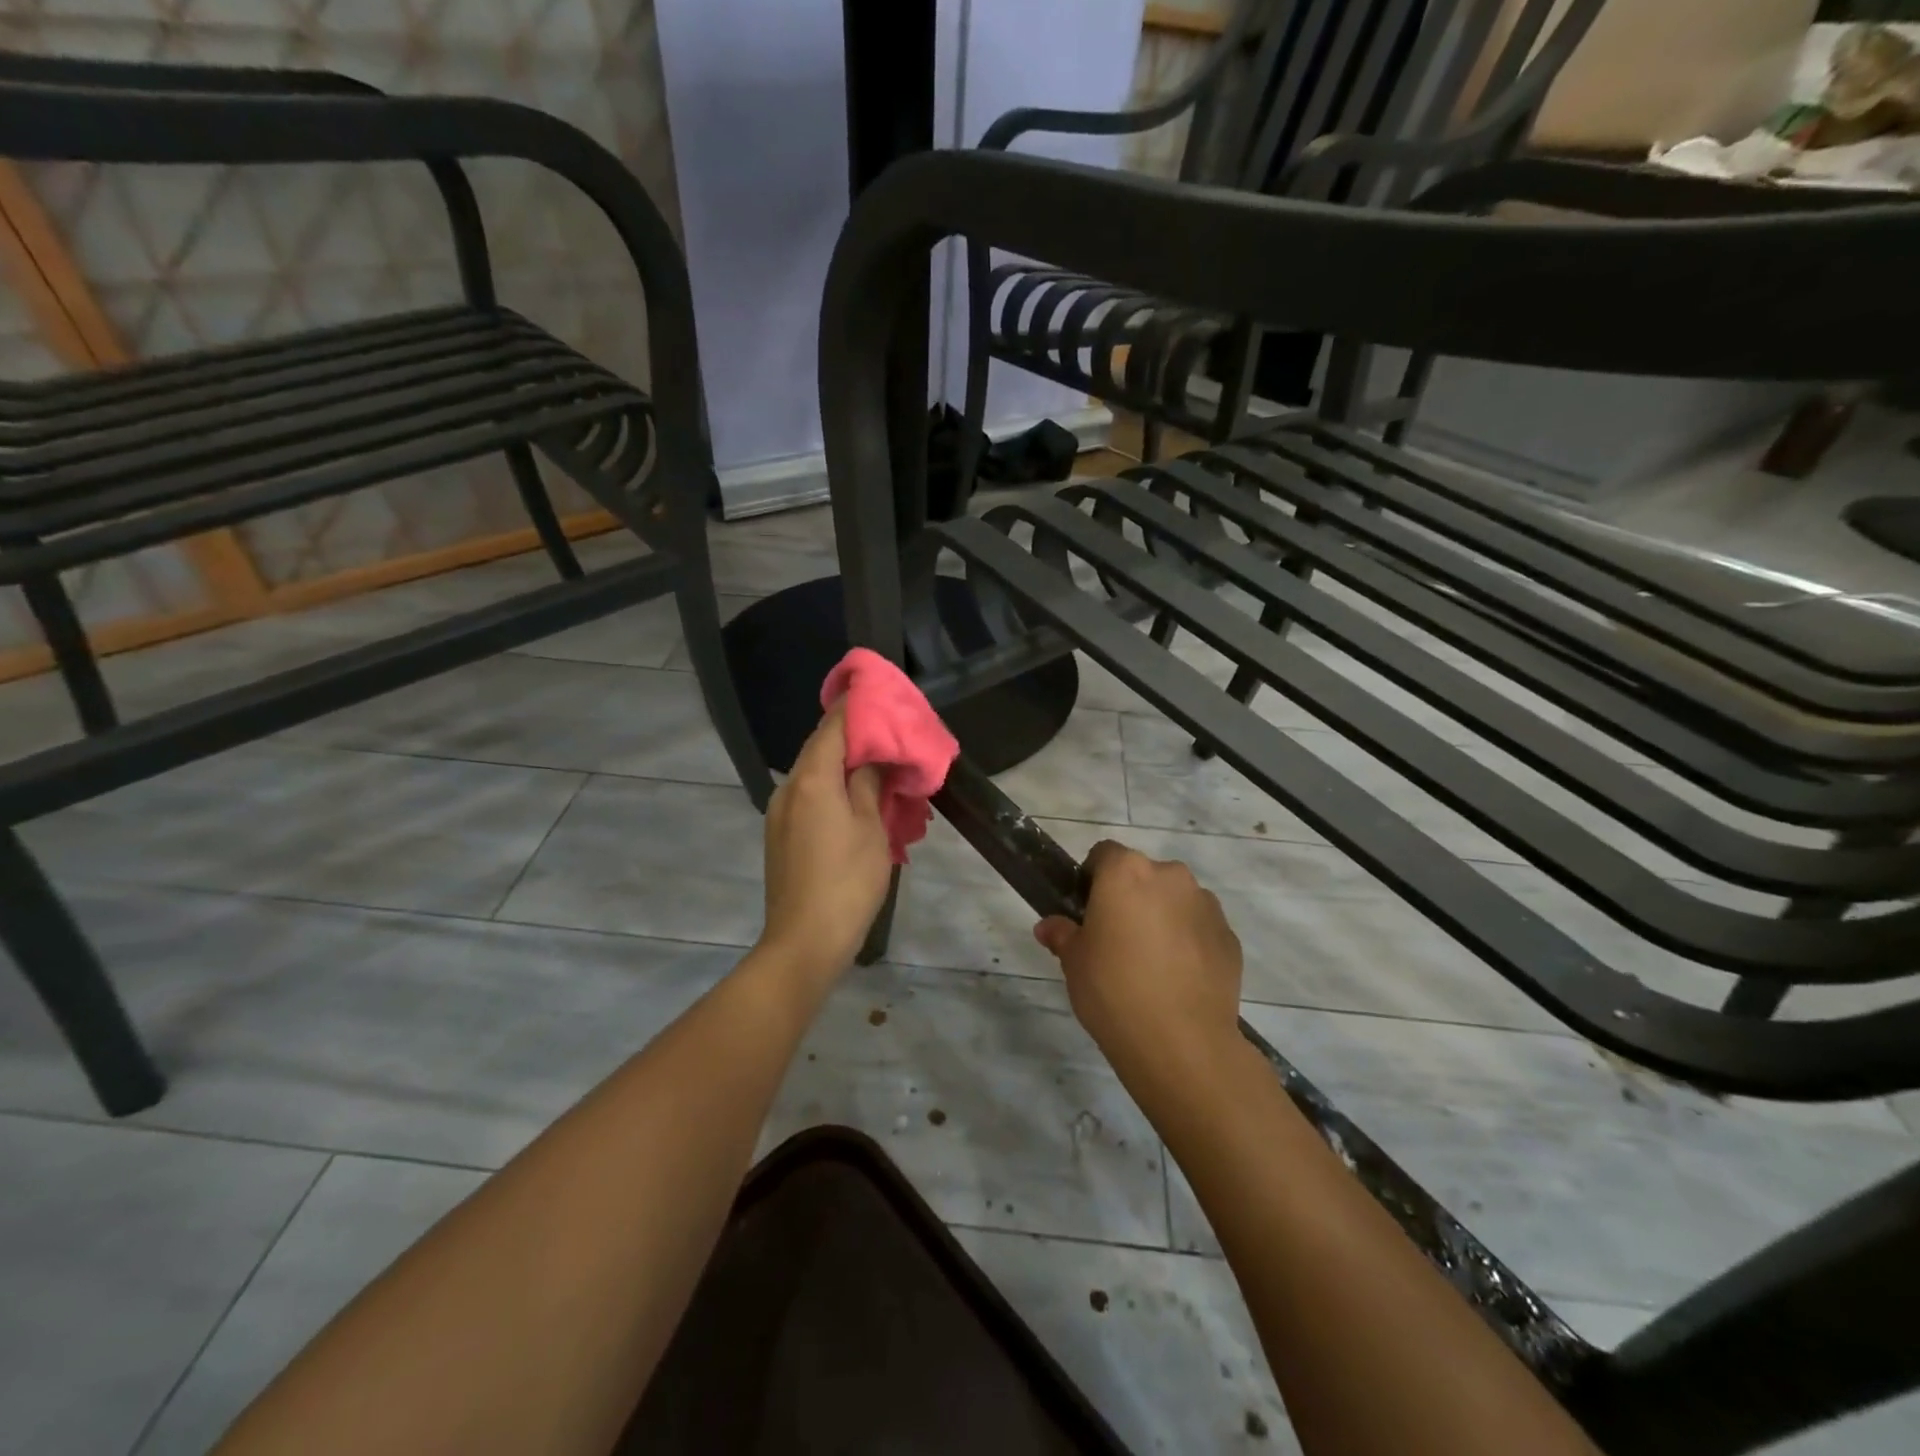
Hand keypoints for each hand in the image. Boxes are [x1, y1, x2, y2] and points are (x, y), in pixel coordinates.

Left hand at [758, 704, 893, 982]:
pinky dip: (832, 789)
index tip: (875, 693)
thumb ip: (870, 784)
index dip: (853, 707)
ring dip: (843, 765)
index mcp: (812, 780)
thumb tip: (870, 758)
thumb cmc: (847, 881)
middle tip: (885, 732)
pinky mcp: (780, 836)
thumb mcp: (871, 829)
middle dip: (851, 737)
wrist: (804, 941)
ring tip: (876, 767)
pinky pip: (808, 797)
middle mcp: (788, 789)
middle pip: (819, 748)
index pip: (831, 727)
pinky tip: (856, 800)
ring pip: (813, 775)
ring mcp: (779, 813)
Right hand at [1034, 841, 1242, 1080]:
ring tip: (1151, 964)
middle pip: (1143, 875)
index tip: (1087, 911)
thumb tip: (1049, 927)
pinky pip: (1200, 929)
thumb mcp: (1073, 962)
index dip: (1092, 878)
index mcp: (1126, 872)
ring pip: (1175, 900)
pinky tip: (1178, 980)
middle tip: (1116, 939)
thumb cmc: (1113, 989)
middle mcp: (1171, 877)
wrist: (1181, 1042)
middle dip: (1130, 898)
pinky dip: (1189, 943)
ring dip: (1162, 918)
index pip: (1104, 854)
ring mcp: (1206, 905)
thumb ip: (1062, 935)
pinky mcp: (1229, 937)